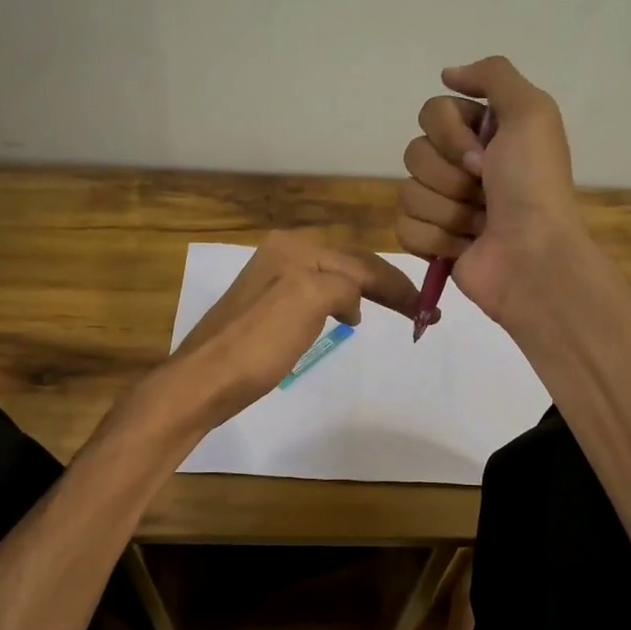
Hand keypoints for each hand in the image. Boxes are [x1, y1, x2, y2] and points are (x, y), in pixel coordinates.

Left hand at [167, 231, 422, 429]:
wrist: (203, 381)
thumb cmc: (258, 343)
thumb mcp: (307, 300)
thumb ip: (342, 286)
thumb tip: (352, 302)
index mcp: (294, 248)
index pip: (359, 262)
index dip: (396, 284)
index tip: (427, 310)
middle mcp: (282, 254)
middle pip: (347, 265)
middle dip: (384, 285)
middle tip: (418, 309)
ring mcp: (271, 281)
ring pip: (333, 280)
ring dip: (365, 292)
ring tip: (390, 310)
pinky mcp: (264, 308)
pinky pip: (315, 297)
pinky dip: (340, 304)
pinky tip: (346, 318)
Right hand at [397, 55, 586, 325]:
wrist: (533, 256)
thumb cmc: (533, 185)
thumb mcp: (532, 112)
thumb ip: (494, 76)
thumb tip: (447, 74)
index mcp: (482, 134)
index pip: (431, 113)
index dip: (450, 135)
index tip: (483, 155)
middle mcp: (461, 166)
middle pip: (414, 153)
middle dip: (449, 176)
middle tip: (484, 191)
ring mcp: (444, 206)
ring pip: (409, 193)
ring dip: (447, 210)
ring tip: (479, 224)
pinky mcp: (432, 243)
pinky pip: (405, 229)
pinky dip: (435, 239)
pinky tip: (463, 246)